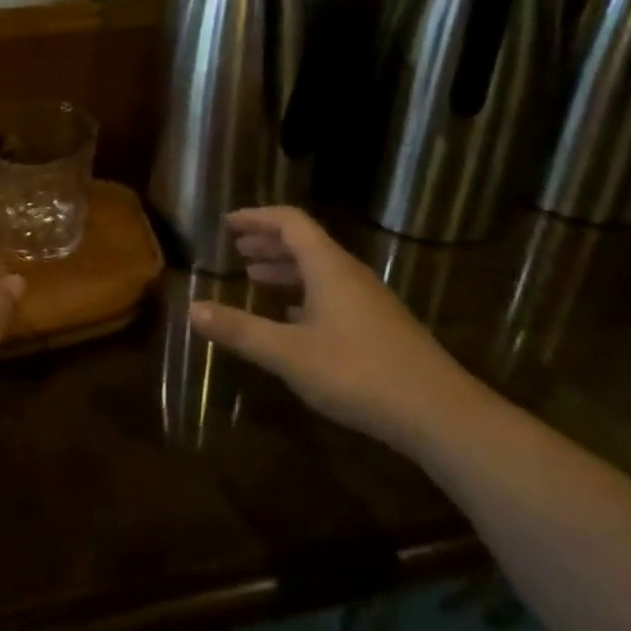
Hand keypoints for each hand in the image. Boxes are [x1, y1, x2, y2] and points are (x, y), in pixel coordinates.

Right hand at [189, 207, 479, 449]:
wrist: (438, 413)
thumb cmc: (358, 373)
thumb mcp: (289, 353)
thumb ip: (240, 330)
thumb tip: (192, 309)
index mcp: (328, 267)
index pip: (290, 222)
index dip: (257, 218)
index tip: (228, 223)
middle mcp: (349, 274)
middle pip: (305, 243)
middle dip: (269, 242)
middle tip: (238, 248)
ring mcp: (368, 300)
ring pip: (320, 270)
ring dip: (286, 268)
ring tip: (256, 276)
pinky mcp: (378, 326)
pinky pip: (332, 293)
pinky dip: (305, 294)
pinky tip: (293, 317)